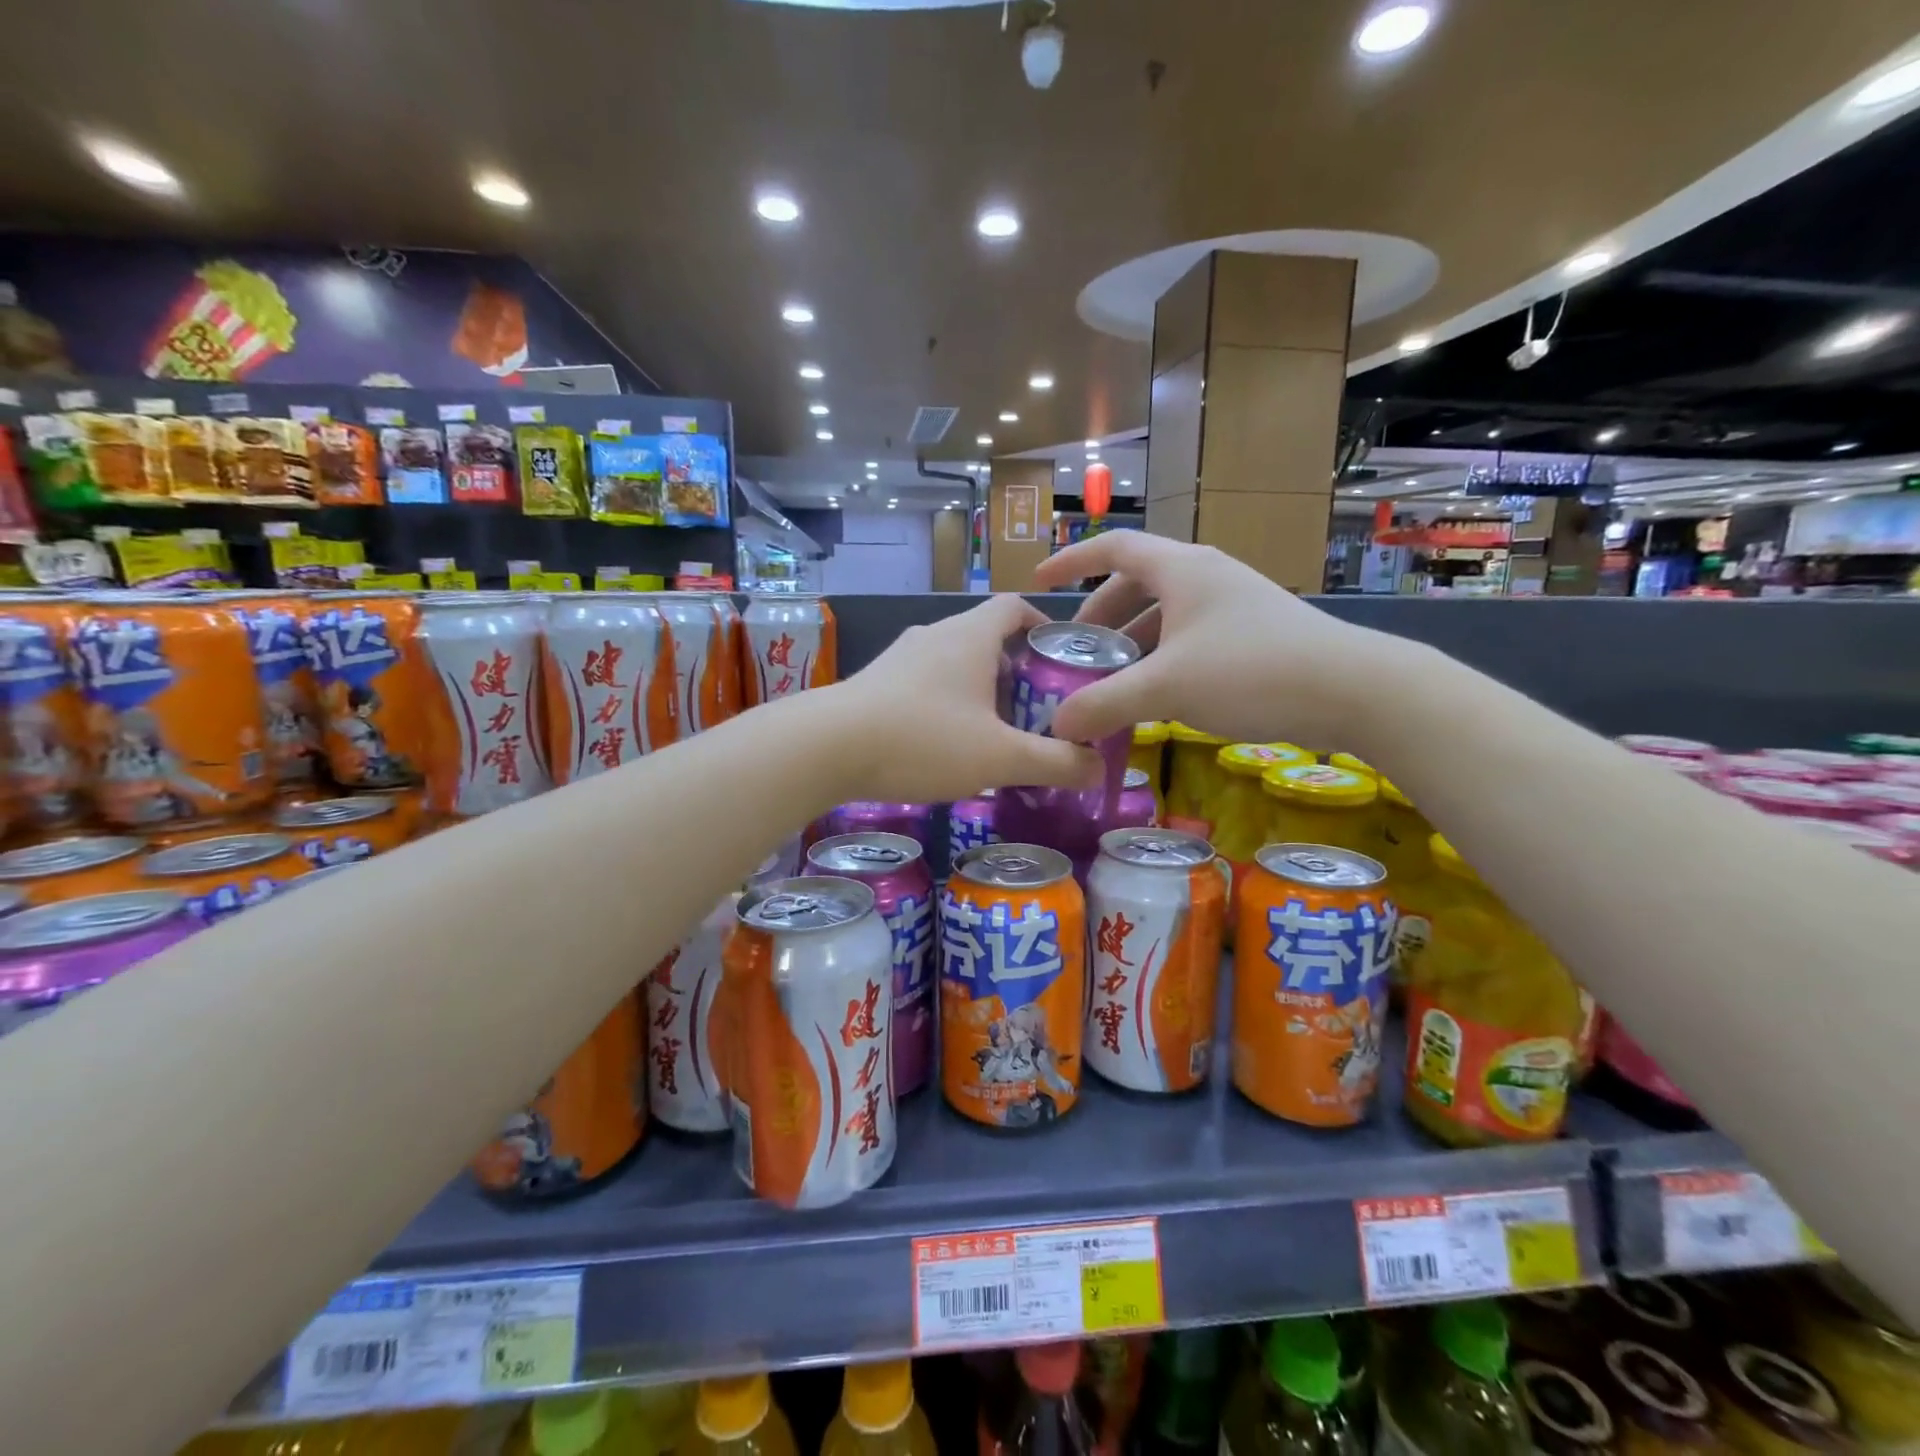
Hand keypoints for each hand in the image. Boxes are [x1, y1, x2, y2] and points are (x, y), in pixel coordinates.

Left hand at [823, 595, 1104, 803]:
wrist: (826, 747)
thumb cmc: (924, 739)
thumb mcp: (1000, 757)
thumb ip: (1055, 762)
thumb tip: (1098, 769)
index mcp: (970, 635)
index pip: (1015, 606)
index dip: (1042, 624)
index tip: (1060, 656)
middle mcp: (934, 635)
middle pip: (986, 638)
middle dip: (1015, 670)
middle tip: (1036, 709)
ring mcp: (899, 657)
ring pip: (952, 663)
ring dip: (977, 690)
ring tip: (994, 731)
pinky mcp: (874, 683)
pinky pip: (922, 684)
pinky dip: (944, 704)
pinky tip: (944, 744)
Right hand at [1030, 534, 1410, 750]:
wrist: (1354, 690)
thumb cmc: (1251, 670)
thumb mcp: (1167, 688)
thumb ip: (1105, 704)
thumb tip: (1057, 726)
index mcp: (1181, 569)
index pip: (1113, 548)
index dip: (1072, 562)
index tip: (1039, 584)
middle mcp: (1205, 576)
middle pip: (1136, 584)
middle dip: (1100, 617)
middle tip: (1078, 653)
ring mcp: (1233, 604)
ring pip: (1165, 614)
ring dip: (1132, 642)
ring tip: (1111, 680)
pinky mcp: (1253, 633)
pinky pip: (1189, 636)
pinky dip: (1162, 658)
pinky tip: (1157, 695)